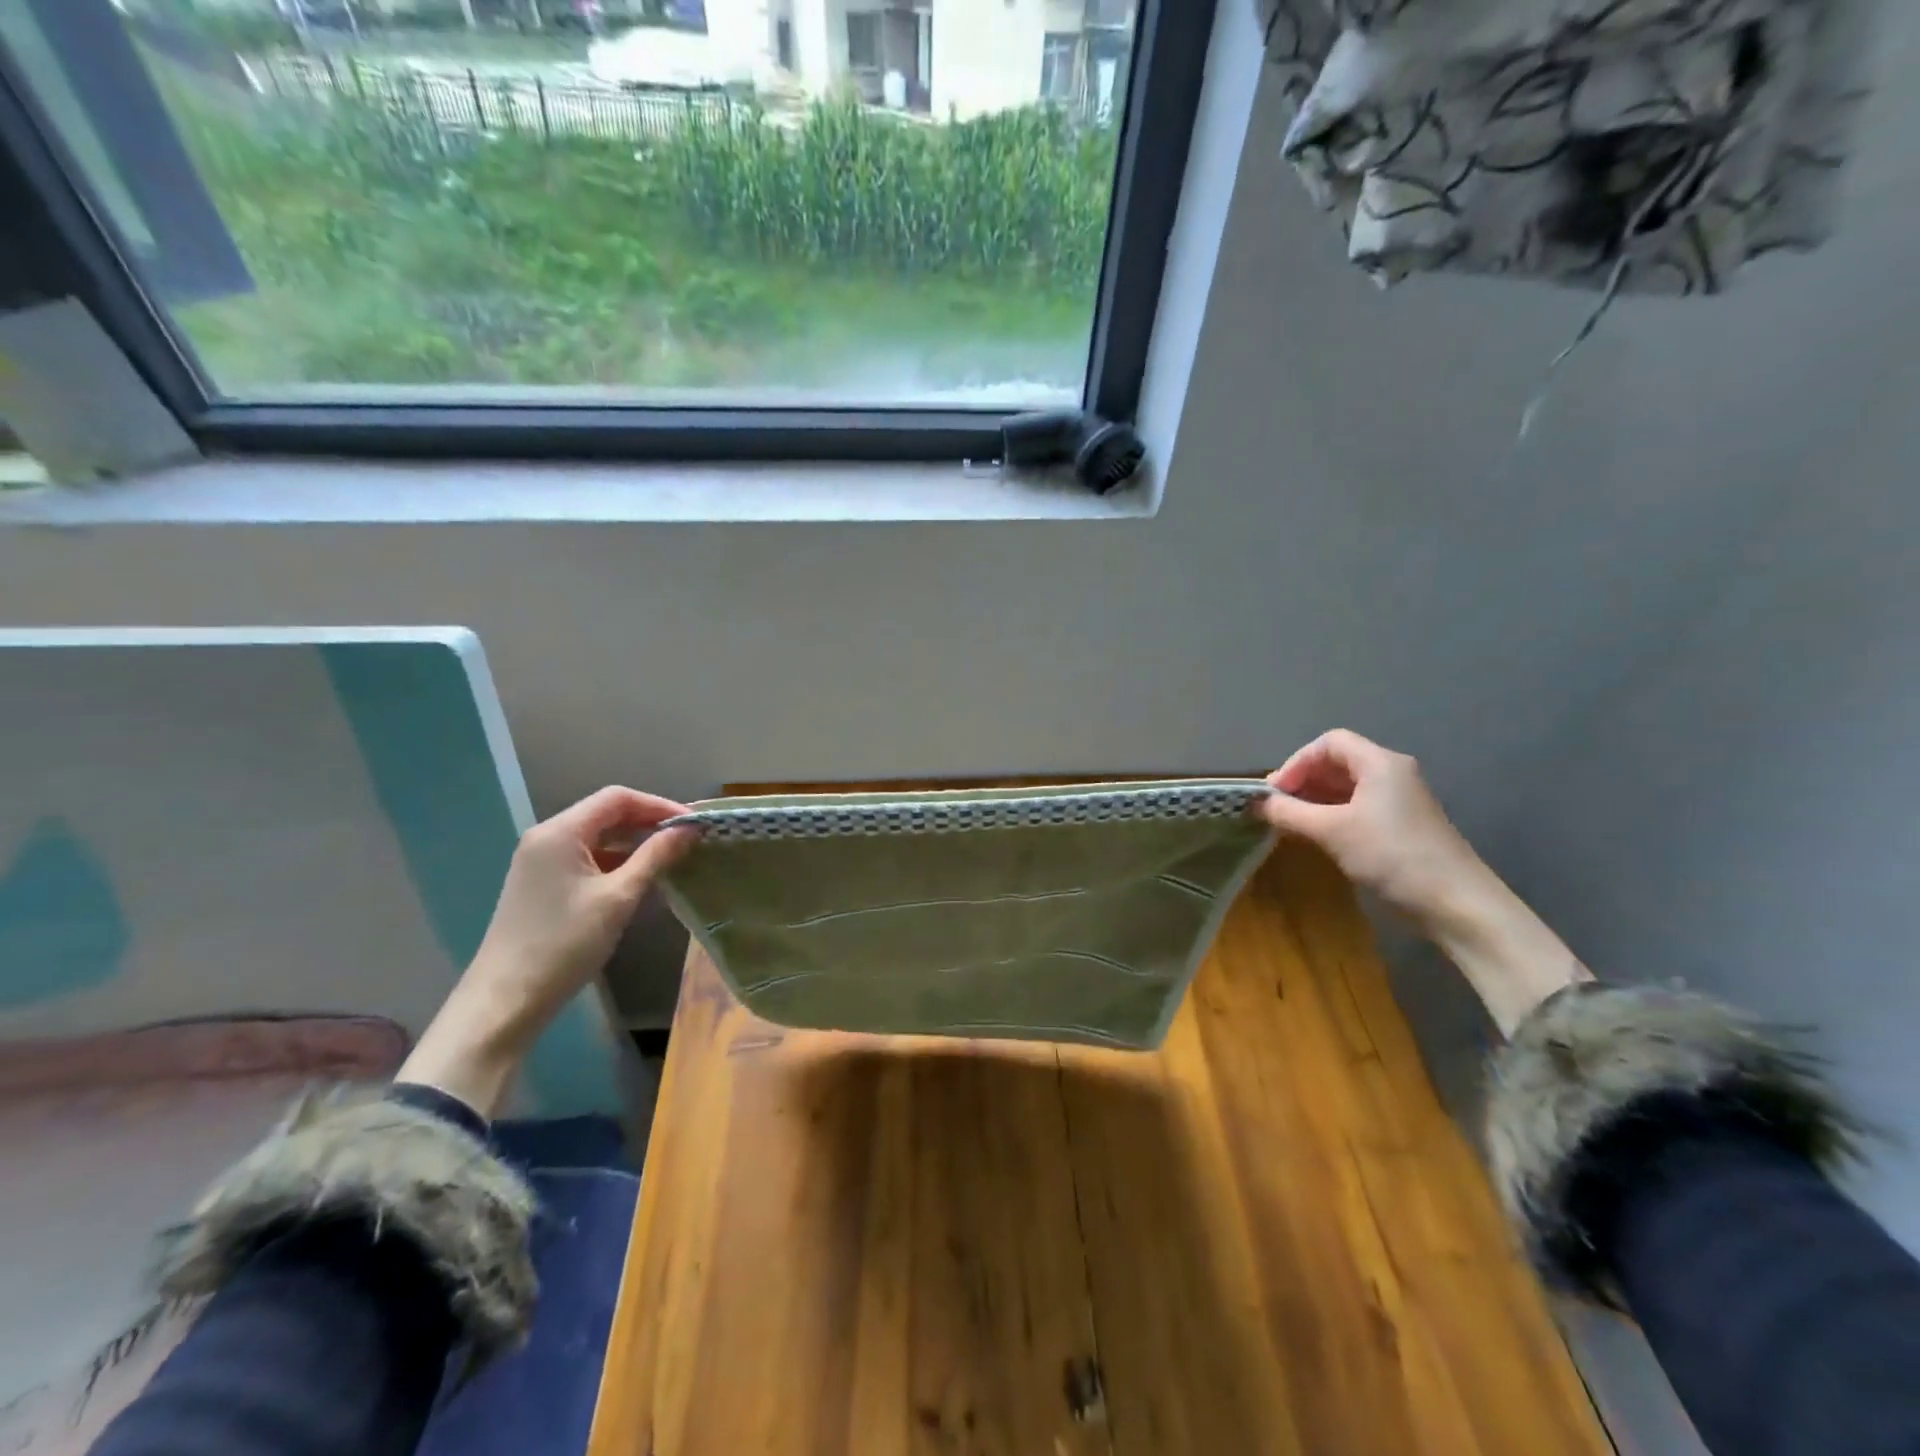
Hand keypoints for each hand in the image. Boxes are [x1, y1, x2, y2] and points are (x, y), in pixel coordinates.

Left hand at [397, 787, 698, 1114]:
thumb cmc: (565, 943)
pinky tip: (637, 877)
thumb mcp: (619, 898)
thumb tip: (689, 829)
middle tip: (686, 839)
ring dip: (633, 842)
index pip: (617, 798)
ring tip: (669, 857)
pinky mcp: (540, 882)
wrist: (506, 999)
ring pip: (596, 836)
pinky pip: (585, 856)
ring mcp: (539, 860)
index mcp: (560, 832)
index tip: (692, 825)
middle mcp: (546, 836)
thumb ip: (655, 856)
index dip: (659, 805)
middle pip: (605, 813)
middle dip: (648, 821)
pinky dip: (615, 859)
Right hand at [1260, 729, 1591, 1036]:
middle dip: (1303, 780)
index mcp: (1380, 763)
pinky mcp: (1402, 825)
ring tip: (1290, 821)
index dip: (1297, 762)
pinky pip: (1359, 806)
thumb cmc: (1391, 856)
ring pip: (1347, 786)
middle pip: (1338, 762)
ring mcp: (1400, 800)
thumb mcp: (1331, 831)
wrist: (1456, 903)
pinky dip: (1332, 813)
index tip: (1275, 791)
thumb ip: (1290, 813)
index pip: (1329, 743)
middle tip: (1277, 807)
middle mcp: (1392, 773)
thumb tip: (1256, 803)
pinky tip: (1317, 834)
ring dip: (1315, 798)